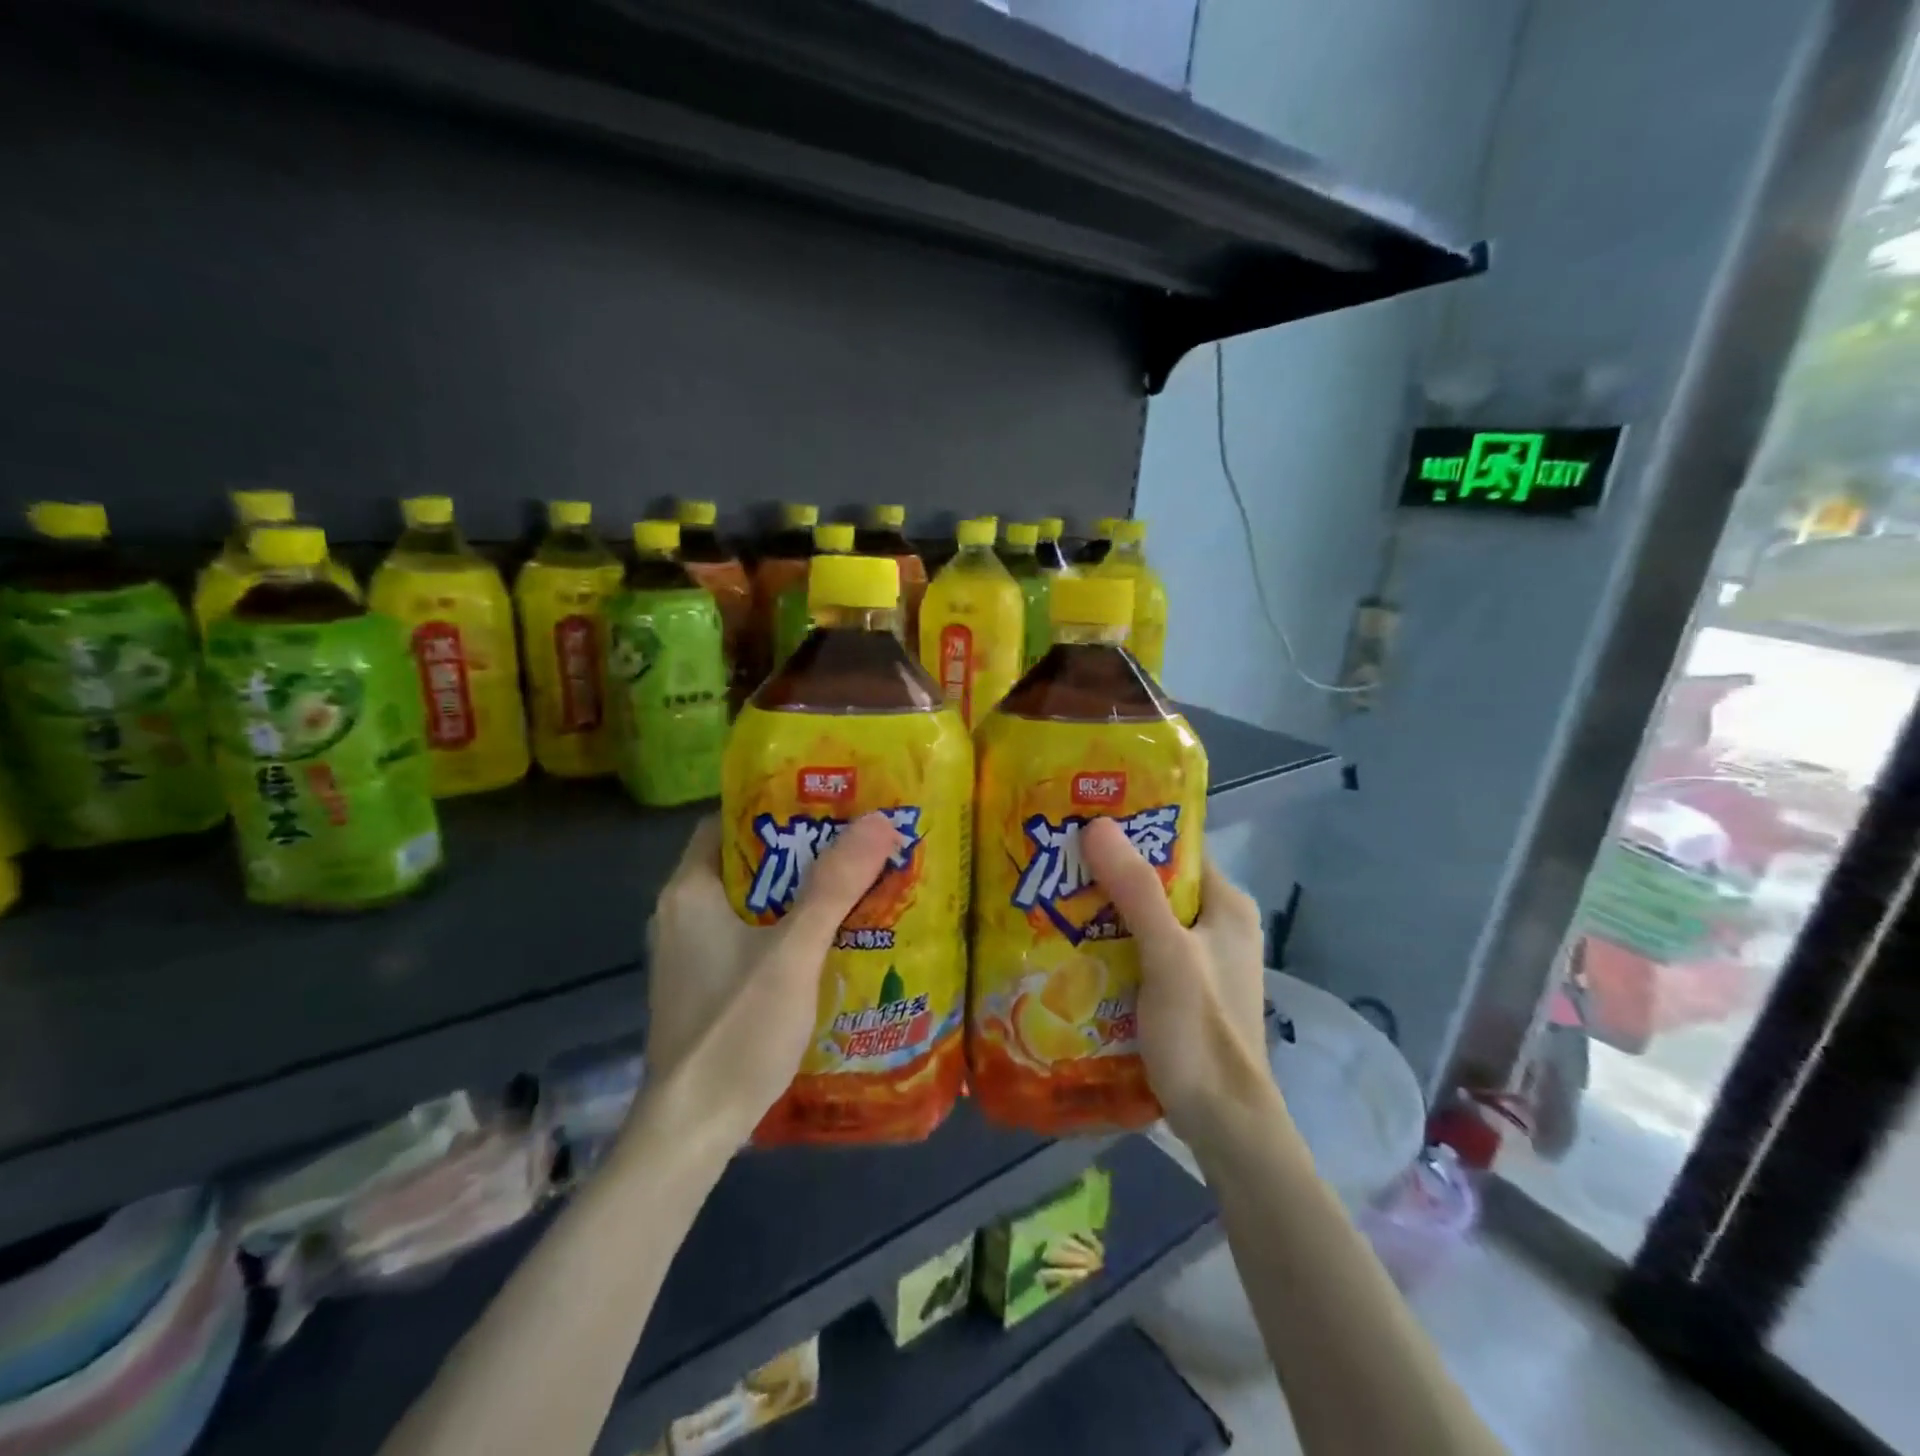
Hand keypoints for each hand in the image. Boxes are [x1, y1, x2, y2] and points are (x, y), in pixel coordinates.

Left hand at [628, 812, 905, 1157]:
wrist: (693, 1130)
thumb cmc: (735, 1028)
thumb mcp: (793, 952)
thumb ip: (835, 886)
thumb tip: (881, 820)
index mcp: (690, 891)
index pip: (728, 822)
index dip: (776, 807)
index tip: (828, 804)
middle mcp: (682, 914)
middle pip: (747, 863)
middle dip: (800, 852)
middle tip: (855, 844)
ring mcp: (691, 954)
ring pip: (752, 904)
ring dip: (797, 894)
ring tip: (854, 885)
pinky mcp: (705, 987)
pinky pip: (750, 938)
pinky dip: (785, 930)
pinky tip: (829, 940)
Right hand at [1079, 818, 1272, 1147]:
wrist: (1223, 1124)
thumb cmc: (1201, 1032)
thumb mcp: (1167, 954)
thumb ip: (1136, 891)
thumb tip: (1097, 824)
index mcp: (1227, 906)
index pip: (1176, 848)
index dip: (1132, 831)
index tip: (1081, 822)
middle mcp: (1216, 925)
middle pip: (1156, 883)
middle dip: (1108, 873)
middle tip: (1055, 862)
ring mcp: (1199, 961)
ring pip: (1143, 919)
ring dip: (1103, 911)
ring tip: (1051, 897)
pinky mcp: (1180, 991)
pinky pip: (1139, 951)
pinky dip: (1109, 944)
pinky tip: (1070, 946)